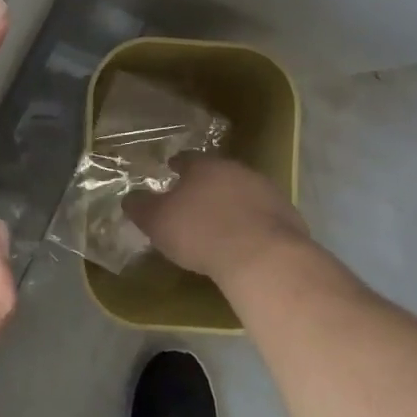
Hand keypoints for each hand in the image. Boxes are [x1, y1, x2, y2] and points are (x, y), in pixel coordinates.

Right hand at [126, 154, 311, 288]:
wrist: (262, 256)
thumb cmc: (201, 232)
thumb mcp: (158, 222)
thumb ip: (142, 207)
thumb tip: (129, 198)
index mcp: (204, 166)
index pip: (187, 159)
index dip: (177, 166)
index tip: (171, 171)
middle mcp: (236, 170)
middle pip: (218, 173)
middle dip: (207, 184)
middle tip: (196, 200)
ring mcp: (266, 191)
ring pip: (244, 191)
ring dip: (233, 202)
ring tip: (222, 222)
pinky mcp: (288, 215)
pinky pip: (264, 214)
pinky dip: (253, 222)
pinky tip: (247, 240)